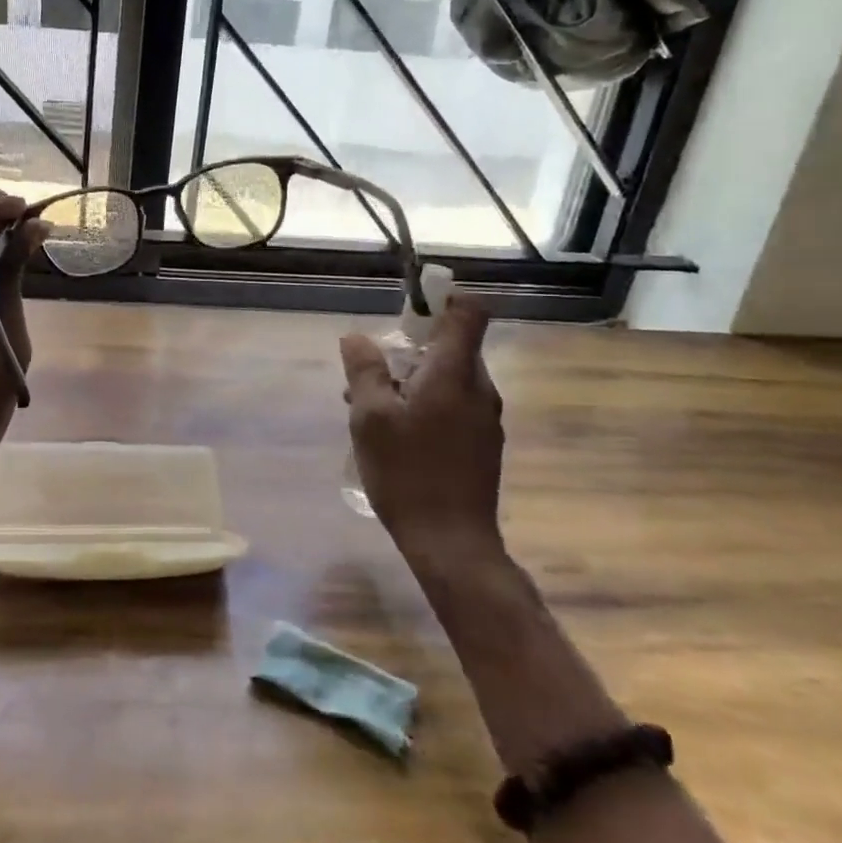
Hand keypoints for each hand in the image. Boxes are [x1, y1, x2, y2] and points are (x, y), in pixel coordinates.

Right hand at [341, 297, 505, 573]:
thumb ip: (364, 371)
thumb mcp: (370, 417)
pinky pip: (453, 404)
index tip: (407, 309)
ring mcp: (485, 418)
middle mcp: (479, 388)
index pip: (469, 313)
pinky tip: (395, 435)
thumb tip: (356, 337)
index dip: (442, 299)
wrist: (451, 542)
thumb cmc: (407, 472)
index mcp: (455, 374)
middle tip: (369, 375)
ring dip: (411, 381)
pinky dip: (425, 404)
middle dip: (409, 350)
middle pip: (451, 347)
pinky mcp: (482, 443)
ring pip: (448, 378)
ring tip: (371, 410)